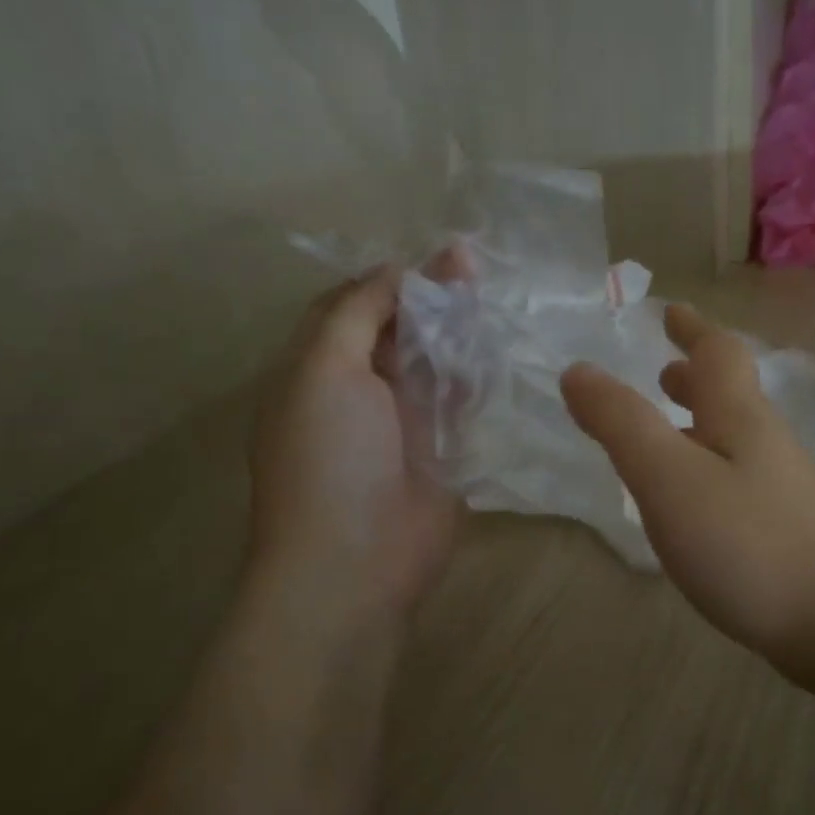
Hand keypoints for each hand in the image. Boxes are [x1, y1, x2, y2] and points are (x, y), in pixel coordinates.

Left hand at [249, 268, 458, 629]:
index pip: (353, 306)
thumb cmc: (328, 457)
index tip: (434, 253)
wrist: (357, 560)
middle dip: (431, 298)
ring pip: (432, 362)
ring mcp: (402, 422)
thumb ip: (357, 312)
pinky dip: (475, 375)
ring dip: (457, 332)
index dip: (390, 278)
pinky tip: (497, 346)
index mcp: (316, 368)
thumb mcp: (323, 368)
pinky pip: (459, 402)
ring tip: (491, 294)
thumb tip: (397, 271)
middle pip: (398, 330)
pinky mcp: (441, 451)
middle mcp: (358, 390)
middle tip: (474, 265)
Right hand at [561, 303, 814, 672]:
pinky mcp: (793, 535)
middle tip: (666, 372)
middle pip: (732, 397)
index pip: (717, 354)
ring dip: (702, 426)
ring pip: (737, 442)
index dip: (692, 329)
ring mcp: (787, 492)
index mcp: (740, 420)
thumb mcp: (671, 479)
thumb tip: (578, 371)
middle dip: (696, 379)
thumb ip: (622, 425)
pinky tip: (699, 507)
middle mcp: (768, 446)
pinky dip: (712, 472)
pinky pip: (742, 483)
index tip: (671, 312)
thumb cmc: (751, 545)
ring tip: (673, 434)